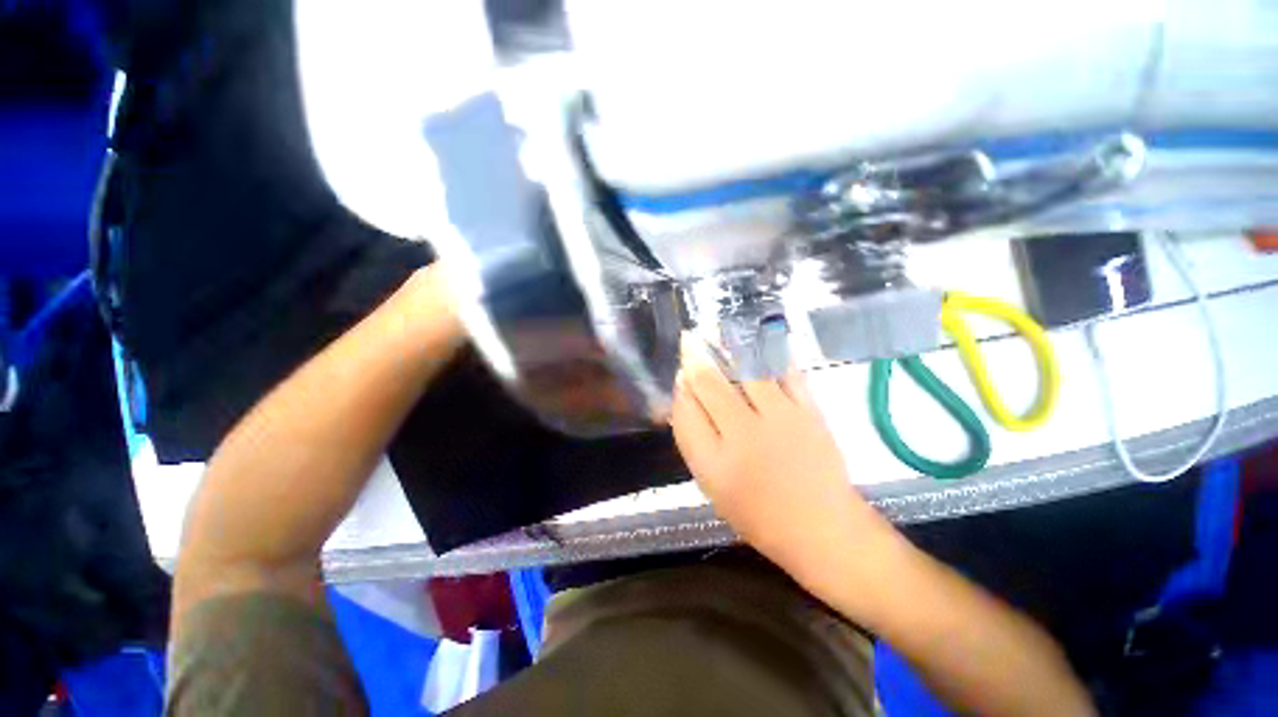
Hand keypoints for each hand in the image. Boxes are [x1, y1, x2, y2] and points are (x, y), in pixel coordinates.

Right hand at [670, 334, 895, 581]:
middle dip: (695, 359)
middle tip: (689, 338)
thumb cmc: (758, 512)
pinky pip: (787, 374)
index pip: (686, 411)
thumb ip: (694, 440)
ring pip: (746, 372)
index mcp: (715, 461)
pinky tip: (760, 339)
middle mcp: (744, 435)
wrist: (821, 527)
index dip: (680, 387)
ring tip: (716, 328)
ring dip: (728, 347)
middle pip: (710, 385)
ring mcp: (780, 420)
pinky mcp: (809, 413)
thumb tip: (685, 396)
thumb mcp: (712, 484)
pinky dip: (772, 354)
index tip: (679, 371)